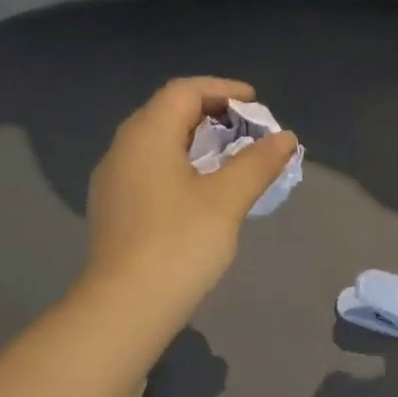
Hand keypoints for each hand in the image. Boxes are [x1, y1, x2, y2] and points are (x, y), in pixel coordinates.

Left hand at [83, 77, 298, 316]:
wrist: (126, 306)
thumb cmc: (179, 244)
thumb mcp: (227, 200)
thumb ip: (257, 163)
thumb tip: (285, 137)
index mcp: (147, 134)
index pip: (184, 91)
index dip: (223, 90)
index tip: (256, 103)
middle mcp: (122, 148)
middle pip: (167, 113)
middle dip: (210, 115)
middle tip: (246, 130)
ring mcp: (112, 180)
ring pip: (156, 144)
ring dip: (194, 142)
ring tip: (228, 160)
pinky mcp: (112, 209)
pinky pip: (148, 170)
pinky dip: (178, 166)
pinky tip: (198, 192)